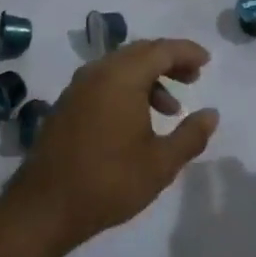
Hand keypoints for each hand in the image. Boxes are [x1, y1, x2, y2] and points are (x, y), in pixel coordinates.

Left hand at [3, 39, 218, 253]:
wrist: (44, 207)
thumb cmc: (109, 182)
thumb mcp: (160, 164)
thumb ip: (190, 136)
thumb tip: (211, 114)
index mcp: (122, 77)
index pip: (161, 50)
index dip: (187, 52)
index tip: (207, 62)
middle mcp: (98, 72)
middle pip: (140, 52)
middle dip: (169, 61)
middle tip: (193, 78)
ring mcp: (78, 87)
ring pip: (121, 66)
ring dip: (149, 77)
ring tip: (171, 108)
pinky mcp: (67, 104)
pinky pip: (104, 80)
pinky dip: (127, 88)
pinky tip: (138, 119)